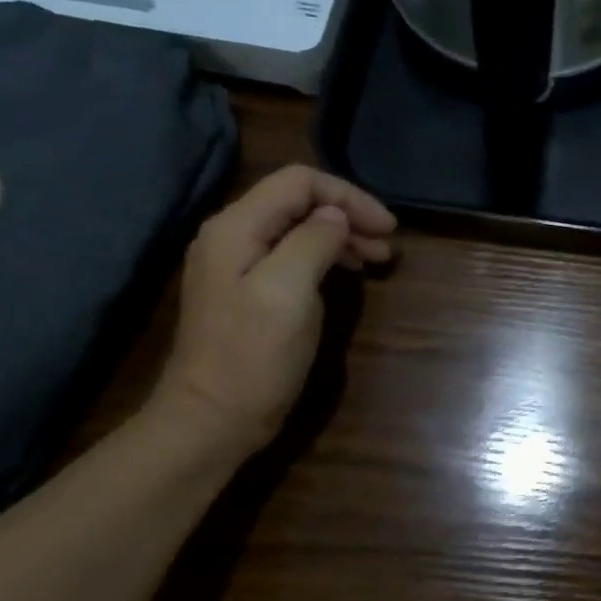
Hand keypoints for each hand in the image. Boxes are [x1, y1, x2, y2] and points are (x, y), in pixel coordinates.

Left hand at [149, 165, 395, 461]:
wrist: (213, 419)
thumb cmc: (253, 356)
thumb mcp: (288, 291)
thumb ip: (313, 241)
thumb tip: (336, 216)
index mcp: (237, 227)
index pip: (299, 182)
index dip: (348, 196)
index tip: (387, 227)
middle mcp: (233, 235)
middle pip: (298, 201)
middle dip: (348, 215)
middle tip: (387, 245)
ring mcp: (238, 264)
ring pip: (298, 228)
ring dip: (341, 236)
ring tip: (377, 259)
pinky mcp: (249, 290)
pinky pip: (292, 255)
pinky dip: (326, 257)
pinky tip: (347, 273)